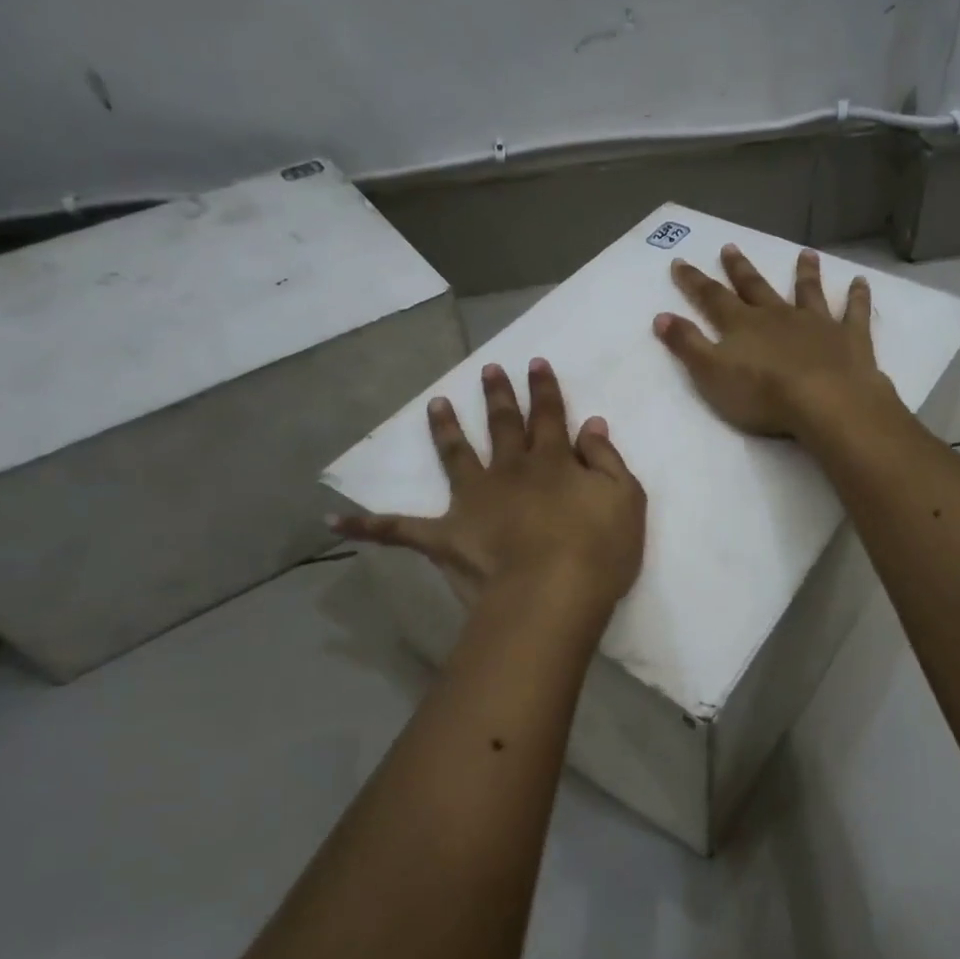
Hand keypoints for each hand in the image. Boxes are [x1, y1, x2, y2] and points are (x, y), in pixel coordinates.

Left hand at [332, 358, 645, 605]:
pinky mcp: (445, 536)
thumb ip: (606, 458)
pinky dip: (368, 525)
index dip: (543, 388)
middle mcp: (509, 471)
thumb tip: (590, 424)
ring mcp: (473, 501)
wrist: (552, 595)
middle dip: (497, 395)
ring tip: (435, 404)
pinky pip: (399, 530)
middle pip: (502, 425)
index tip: (534, 363)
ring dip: (445, 429)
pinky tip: (335, 519)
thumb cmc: (598, 550)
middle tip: (488, 369)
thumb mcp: (624, 498)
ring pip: (455, 456)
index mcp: (551, 462)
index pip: (548, 415)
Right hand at [654, 245, 902, 439]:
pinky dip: (858, 296)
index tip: (681, 261)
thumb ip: (687, 344)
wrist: (826, 402)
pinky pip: (854, 312)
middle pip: (756, 287)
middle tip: (731, 246)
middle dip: (741, 268)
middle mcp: (778, 315)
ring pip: (808, 292)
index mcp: (743, 325)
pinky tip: (861, 281)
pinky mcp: (850, 337)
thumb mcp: (711, 373)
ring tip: (806, 253)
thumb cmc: (763, 394)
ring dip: (805, 272)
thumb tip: (661, 316)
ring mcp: (816, 323)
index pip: (712, 298)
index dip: (694, 281)